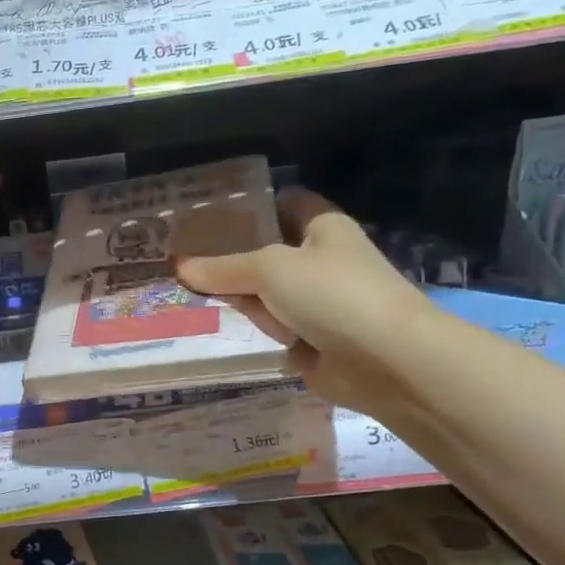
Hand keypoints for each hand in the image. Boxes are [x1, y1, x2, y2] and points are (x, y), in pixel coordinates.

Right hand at [177, 189, 431, 411]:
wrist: (386, 361)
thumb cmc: (333, 294)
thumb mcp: (270, 269)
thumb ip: (224, 269)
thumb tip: (181, 267)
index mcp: (322, 227)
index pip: (283, 202)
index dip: (248, 205)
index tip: (204, 214)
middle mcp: (320, 260)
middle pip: (266, 251)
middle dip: (229, 256)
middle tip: (179, 256)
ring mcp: (316, 302)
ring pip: (265, 293)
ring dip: (237, 298)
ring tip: (186, 292)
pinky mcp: (310, 339)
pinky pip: (272, 327)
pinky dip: (254, 330)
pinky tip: (215, 326)